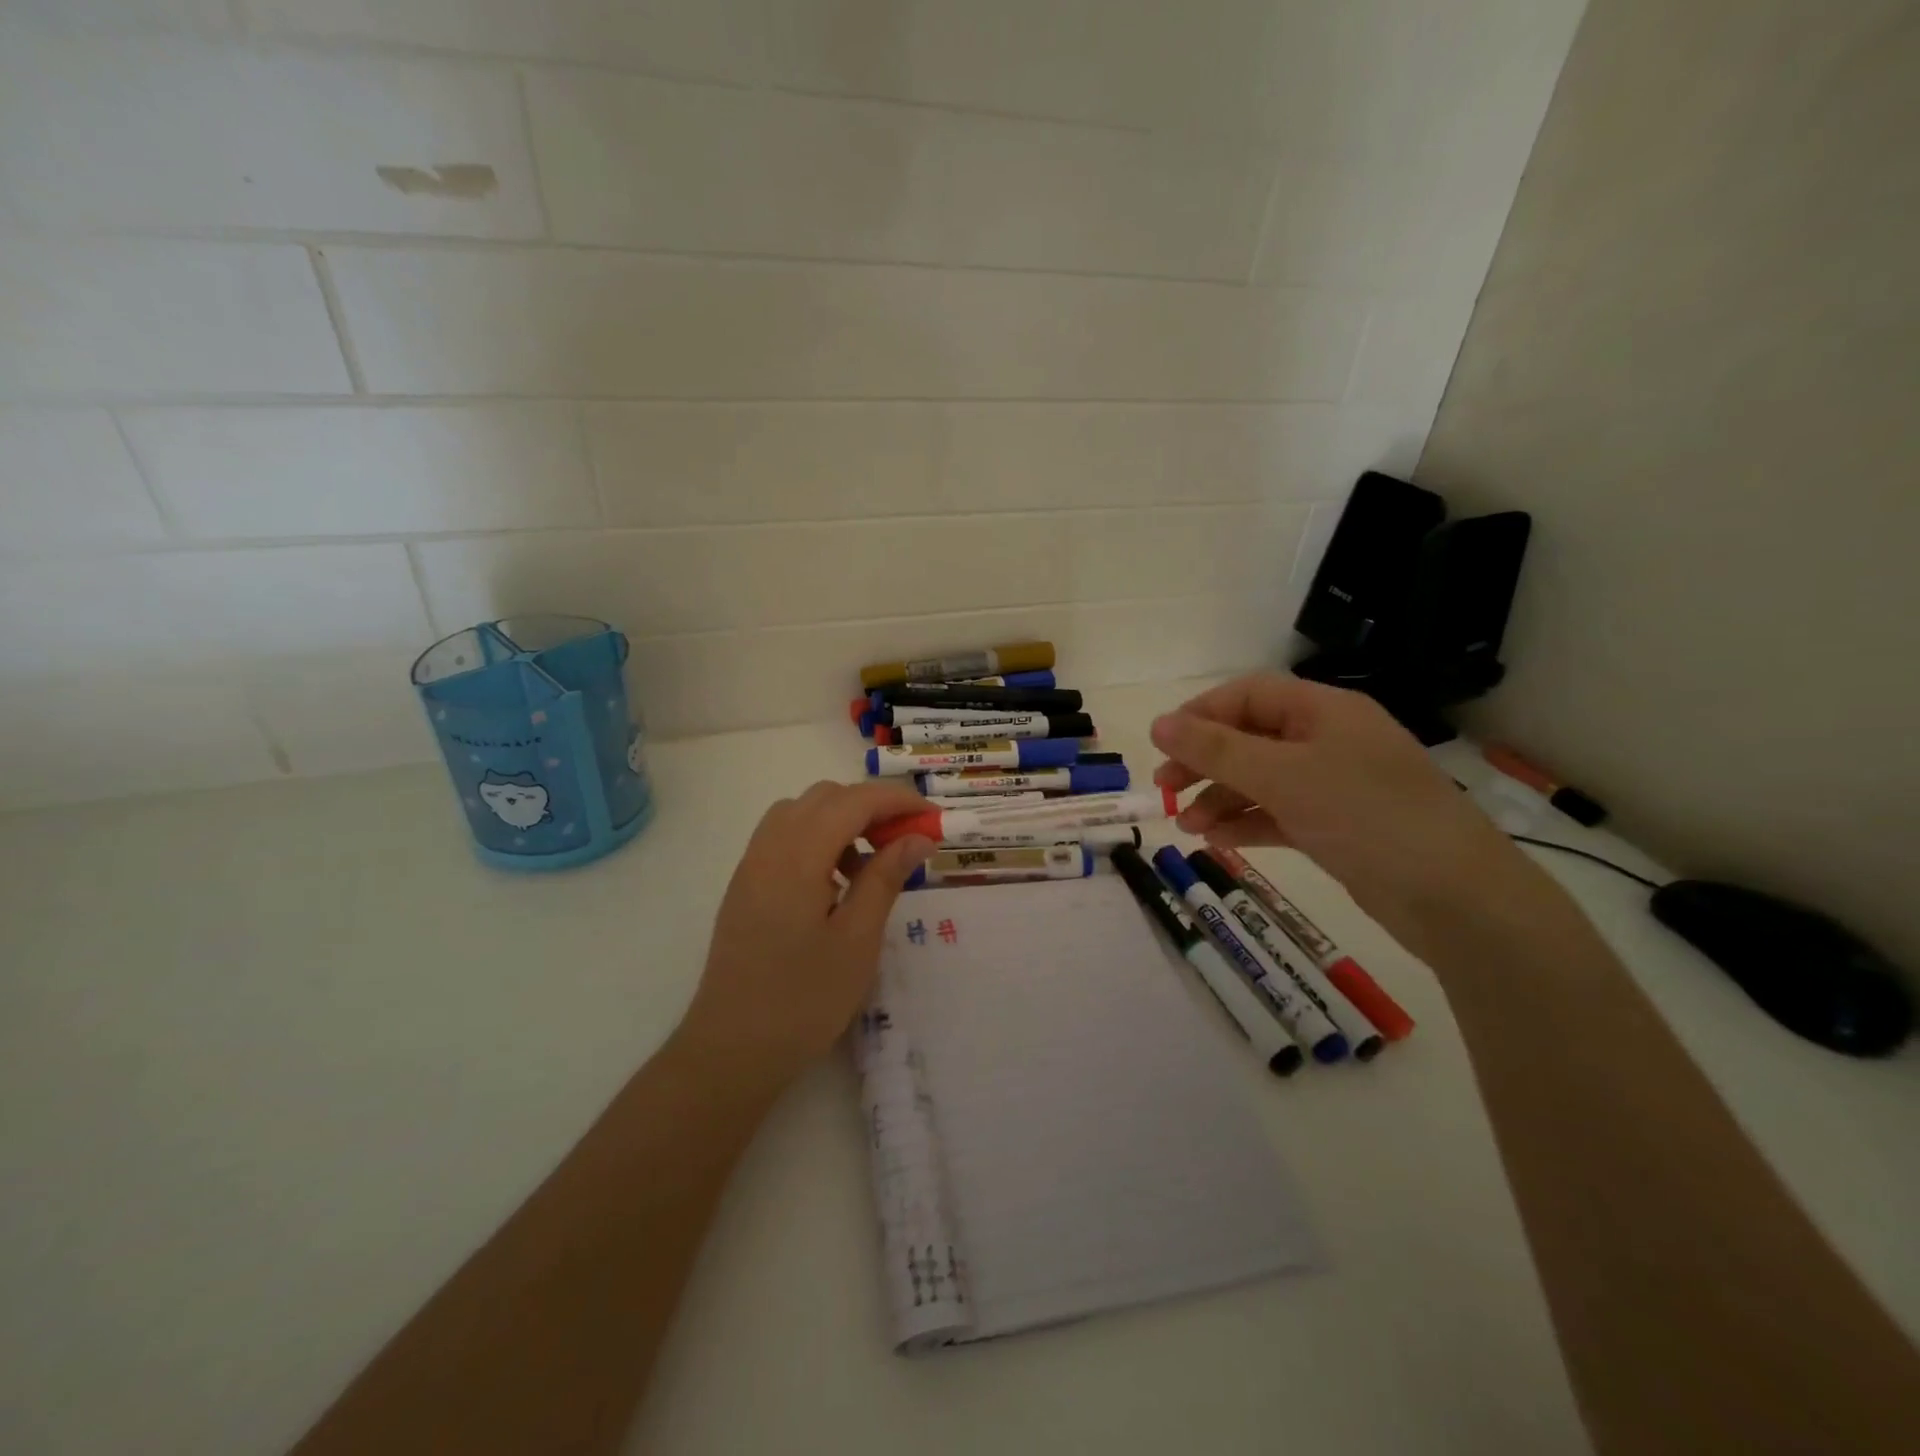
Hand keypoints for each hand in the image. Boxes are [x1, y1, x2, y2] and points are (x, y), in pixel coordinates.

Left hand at [678, 780, 936, 1088]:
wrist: (732, 1050)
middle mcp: (769, 848)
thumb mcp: (858, 940)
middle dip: (872, 807)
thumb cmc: (804, 999)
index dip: (898, 801)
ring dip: (843, 822)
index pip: (854, 801)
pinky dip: (818, 839)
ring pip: (802, 812)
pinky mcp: (746, 885)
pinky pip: (785, 838)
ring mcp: (752, 865)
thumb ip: (886, 878)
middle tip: (906, 843)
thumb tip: (918, 837)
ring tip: (871, 867)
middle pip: (825, 797)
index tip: (933, 820)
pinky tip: (836, 883)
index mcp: (797, 857)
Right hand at [1150, 674, 1537, 947]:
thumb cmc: (1365, 815)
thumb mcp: (1282, 775)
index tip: (1162, 744)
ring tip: (1186, 827)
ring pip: (1261, 779)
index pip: (1248, 695)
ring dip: (1220, 798)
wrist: (1454, 898)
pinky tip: (1216, 841)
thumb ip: (1216, 749)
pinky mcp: (1337, 826)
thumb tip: (1158, 723)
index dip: (1201, 714)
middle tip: (1164, 788)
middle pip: (1250, 737)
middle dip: (1204, 761)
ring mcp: (1334, 785)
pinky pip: (1278, 813)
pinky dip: (1246, 823)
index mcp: (1323, 710)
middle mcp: (1328, 740)